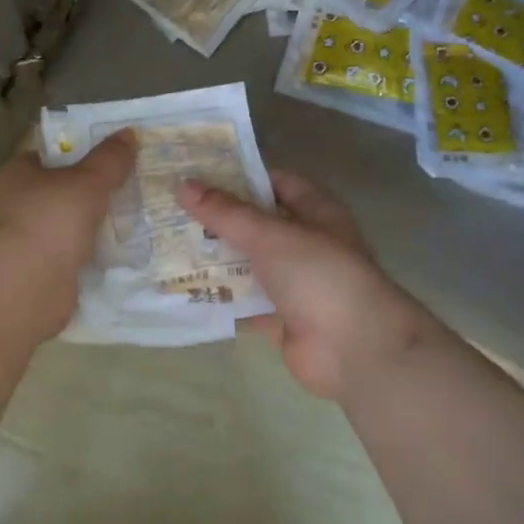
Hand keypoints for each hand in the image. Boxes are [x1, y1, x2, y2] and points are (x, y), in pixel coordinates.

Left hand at [0, 131, 136, 315]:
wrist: (28, 283)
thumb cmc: (51, 218)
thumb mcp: (88, 181)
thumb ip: (109, 159)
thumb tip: (129, 132)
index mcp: (15, 175)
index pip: (45, 158)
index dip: (74, 155)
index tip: (106, 158)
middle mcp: (13, 206)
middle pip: (56, 193)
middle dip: (85, 194)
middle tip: (124, 189)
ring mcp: (24, 242)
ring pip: (63, 227)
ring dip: (88, 227)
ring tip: (128, 221)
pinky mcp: (37, 273)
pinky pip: (70, 257)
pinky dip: (88, 256)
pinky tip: (116, 254)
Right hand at [179, 170, 431, 399]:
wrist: (355, 350)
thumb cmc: (319, 275)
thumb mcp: (269, 235)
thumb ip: (225, 213)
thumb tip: (184, 185)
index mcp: (316, 211)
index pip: (276, 182)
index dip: (242, 175)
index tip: (199, 173)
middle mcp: (307, 242)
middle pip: (258, 224)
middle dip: (220, 218)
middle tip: (173, 208)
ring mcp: (295, 282)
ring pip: (249, 263)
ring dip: (216, 257)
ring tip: (168, 244)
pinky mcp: (282, 317)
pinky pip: (246, 301)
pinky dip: (221, 297)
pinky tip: (184, 288)